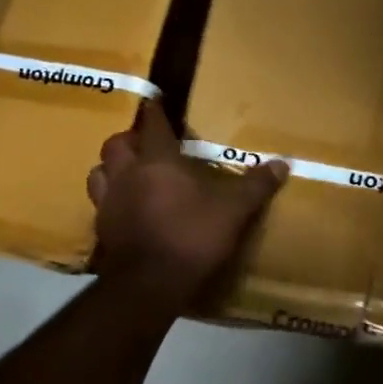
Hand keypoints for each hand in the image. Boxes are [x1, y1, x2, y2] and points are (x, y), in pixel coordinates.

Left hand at [86, 102, 287, 306]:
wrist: (150, 283)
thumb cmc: (193, 235)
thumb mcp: (234, 210)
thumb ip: (256, 185)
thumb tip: (283, 163)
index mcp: (158, 162)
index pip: (153, 126)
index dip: (155, 112)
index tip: (156, 101)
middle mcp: (127, 175)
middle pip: (116, 145)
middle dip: (129, 139)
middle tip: (144, 142)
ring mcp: (109, 203)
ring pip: (99, 173)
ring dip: (111, 168)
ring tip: (129, 173)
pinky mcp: (102, 230)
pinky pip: (101, 205)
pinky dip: (111, 200)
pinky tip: (126, 210)